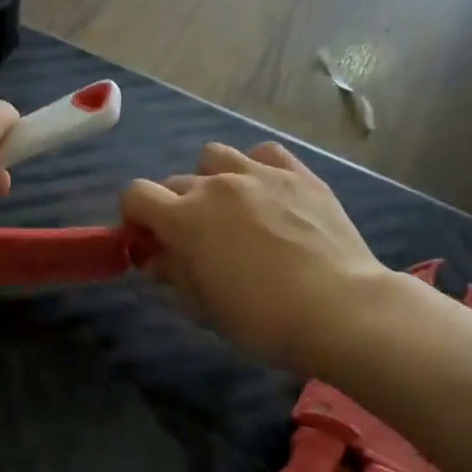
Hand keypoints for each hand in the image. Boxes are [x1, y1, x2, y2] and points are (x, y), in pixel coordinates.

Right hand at [120, 141, 393, 372]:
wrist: (338, 309)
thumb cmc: (259, 318)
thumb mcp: (202, 306)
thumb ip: (172, 274)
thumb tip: (156, 259)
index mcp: (184, 218)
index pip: (136, 195)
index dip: (134, 217)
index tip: (147, 242)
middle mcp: (216, 185)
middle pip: (175, 182)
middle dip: (172, 208)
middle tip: (190, 241)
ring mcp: (260, 175)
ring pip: (215, 157)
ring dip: (209, 179)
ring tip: (227, 209)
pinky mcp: (300, 175)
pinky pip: (264, 154)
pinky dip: (254, 168)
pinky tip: (264, 194)